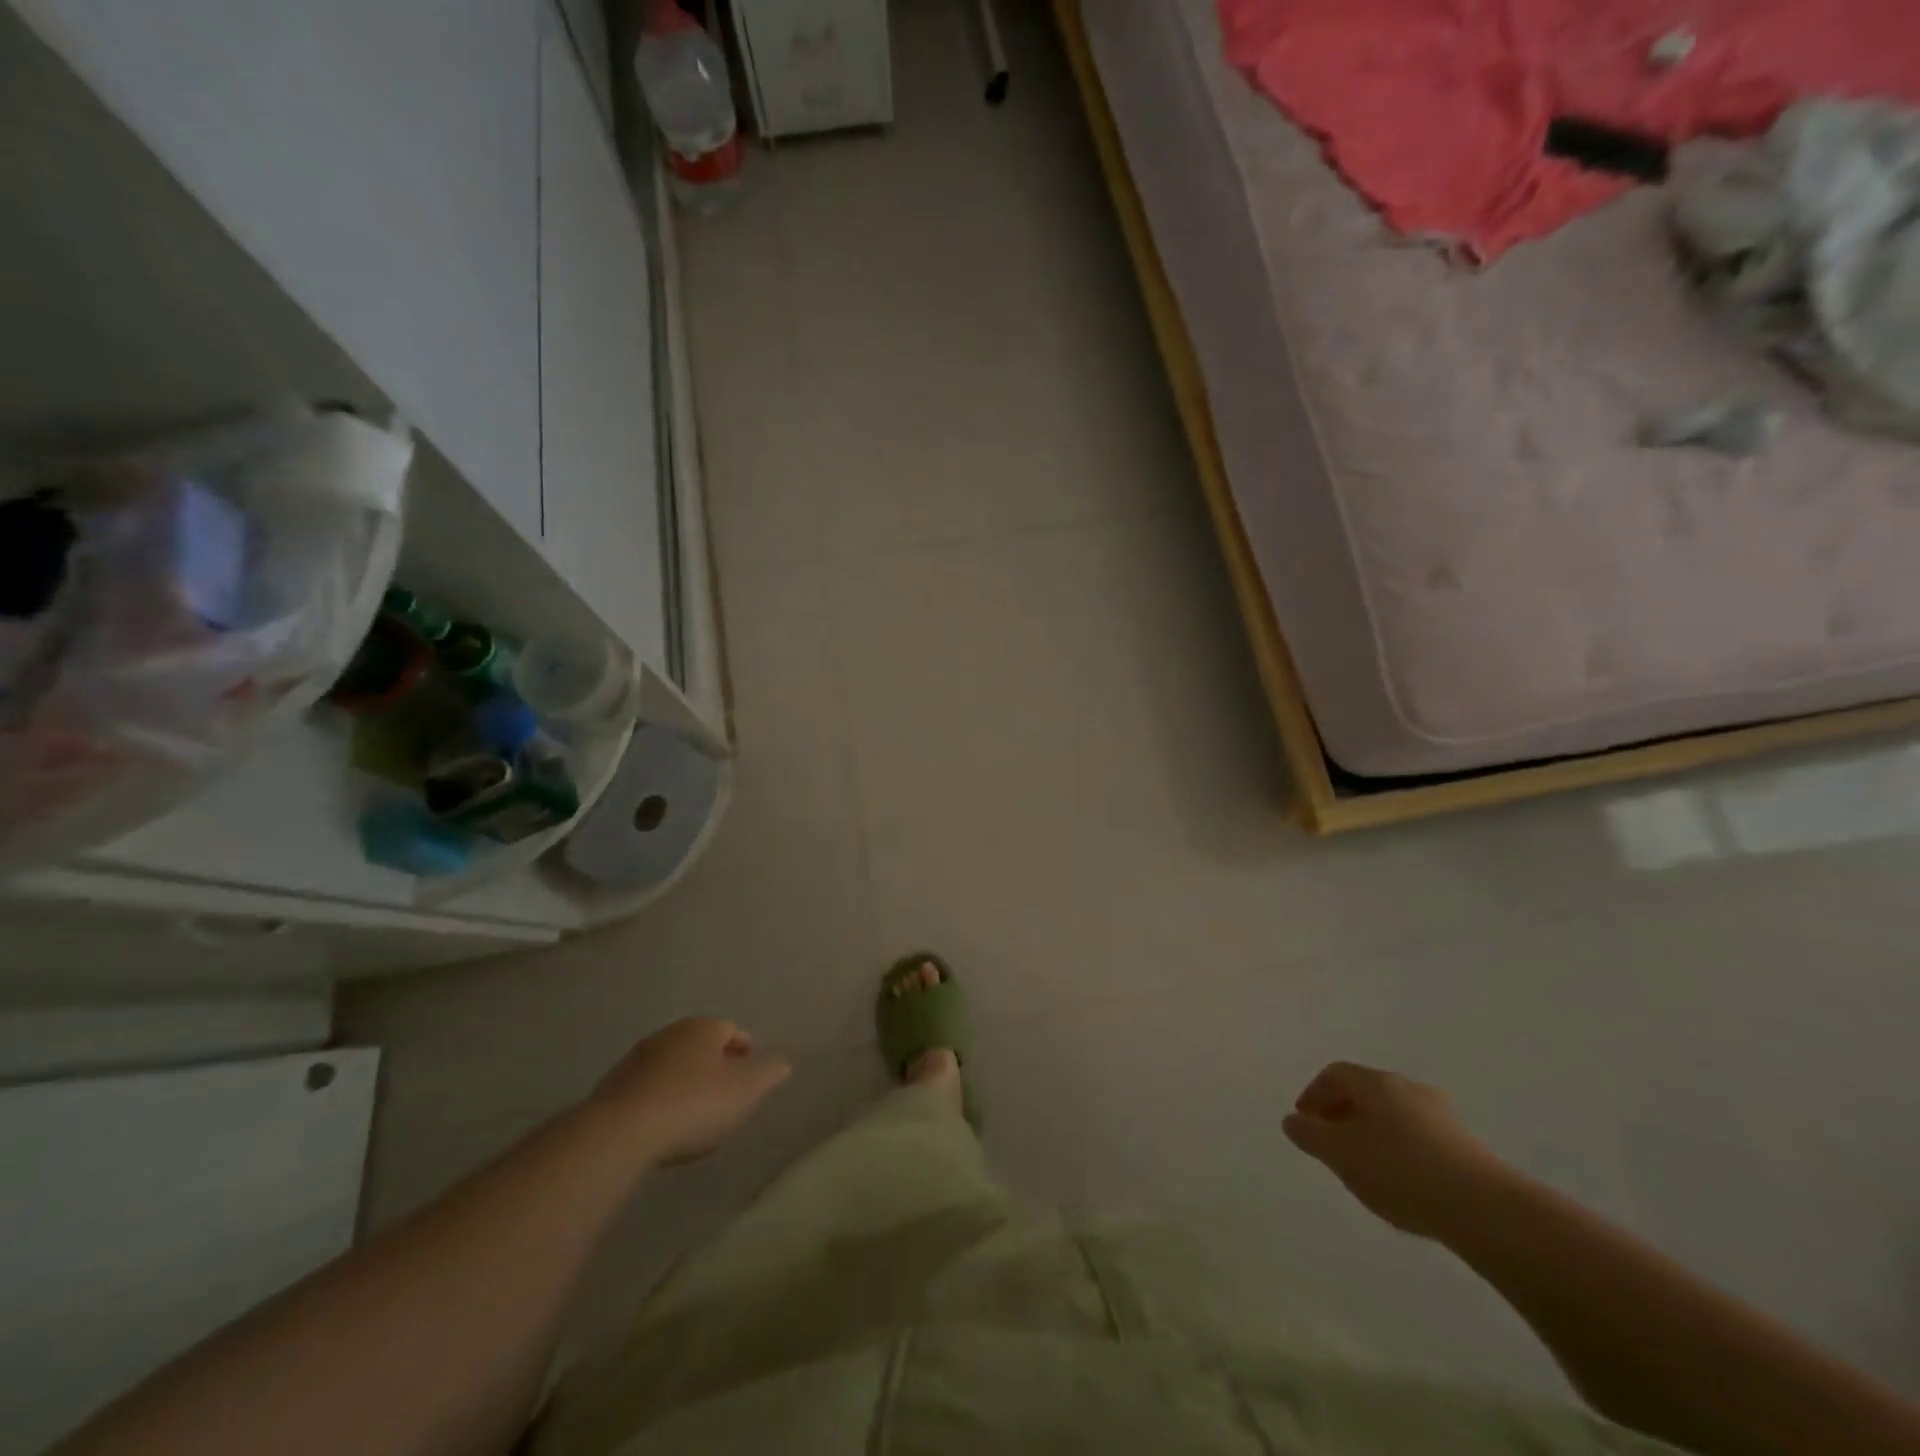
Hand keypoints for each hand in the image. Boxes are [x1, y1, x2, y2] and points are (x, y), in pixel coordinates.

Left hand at [591, 1018, 791, 1167]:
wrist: (620, 1133)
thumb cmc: (693, 1104)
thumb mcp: (746, 1091)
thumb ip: (769, 1074)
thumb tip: (783, 1063)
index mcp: (703, 1028)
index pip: (731, 1029)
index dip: (743, 1048)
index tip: (749, 1070)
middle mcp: (669, 1034)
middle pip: (699, 1045)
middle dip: (713, 1063)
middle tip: (724, 1091)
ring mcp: (636, 1059)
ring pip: (671, 1064)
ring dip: (683, 1080)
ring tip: (693, 1111)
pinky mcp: (611, 1087)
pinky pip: (646, 1088)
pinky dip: (658, 1099)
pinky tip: (662, 1124)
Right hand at [1283, 1062, 1507, 1239]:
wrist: (1485, 1209)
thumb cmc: (1400, 1171)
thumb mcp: (1340, 1154)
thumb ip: (1310, 1135)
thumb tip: (1293, 1121)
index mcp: (1376, 1081)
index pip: (1335, 1074)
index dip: (1314, 1094)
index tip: (1304, 1122)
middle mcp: (1409, 1088)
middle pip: (1366, 1092)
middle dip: (1343, 1113)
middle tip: (1331, 1142)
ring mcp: (1442, 1115)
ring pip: (1394, 1115)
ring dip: (1373, 1132)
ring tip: (1365, 1166)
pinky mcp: (1467, 1146)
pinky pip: (1420, 1137)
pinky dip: (1401, 1150)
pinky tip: (1402, 1182)